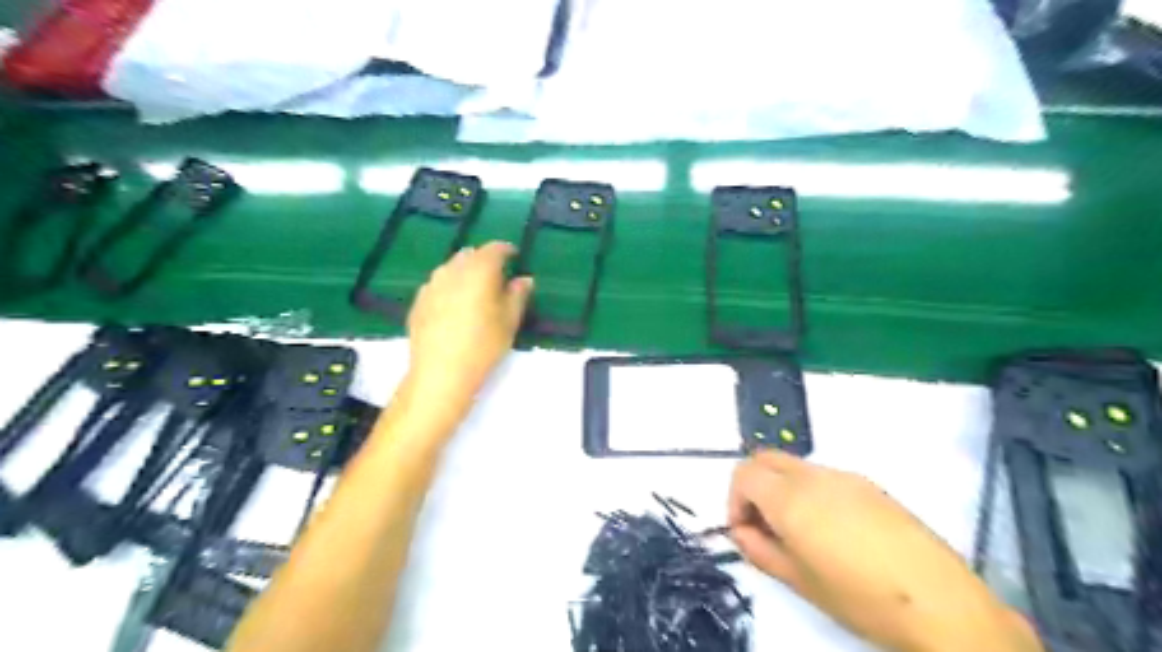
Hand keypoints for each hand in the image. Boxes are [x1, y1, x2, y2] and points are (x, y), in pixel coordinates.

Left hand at [405, 243, 532, 404]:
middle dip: (484, 260)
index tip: (515, 256)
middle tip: (497, 276)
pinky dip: (449, 288)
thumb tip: (524, 279)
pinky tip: (454, 307)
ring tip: (475, 291)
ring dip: (464, 272)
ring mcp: (431, 285)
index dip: (506, 250)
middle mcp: (452, 270)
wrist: (441, 373)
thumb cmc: (483, 345)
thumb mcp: (509, 321)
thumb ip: (518, 295)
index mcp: (478, 270)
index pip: (494, 249)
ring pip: (451, 269)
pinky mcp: (418, 302)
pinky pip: (437, 285)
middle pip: (470, 255)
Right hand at [724, 452, 1043, 651]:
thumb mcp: (798, 581)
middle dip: (753, 486)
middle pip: (765, 458)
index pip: (743, 473)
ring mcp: (844, 475)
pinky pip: (822, 476)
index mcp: (791, 498)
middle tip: (763, 525)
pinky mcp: (868, 484)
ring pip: (794, 466)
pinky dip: (809, 491)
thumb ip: (759, 550)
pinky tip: (832, 529)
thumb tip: (741, 532)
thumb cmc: (860, 597)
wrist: (941, 602)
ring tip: (799, 531)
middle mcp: (813, 475)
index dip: (734, 500)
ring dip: (781, 488)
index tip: (745, 531)